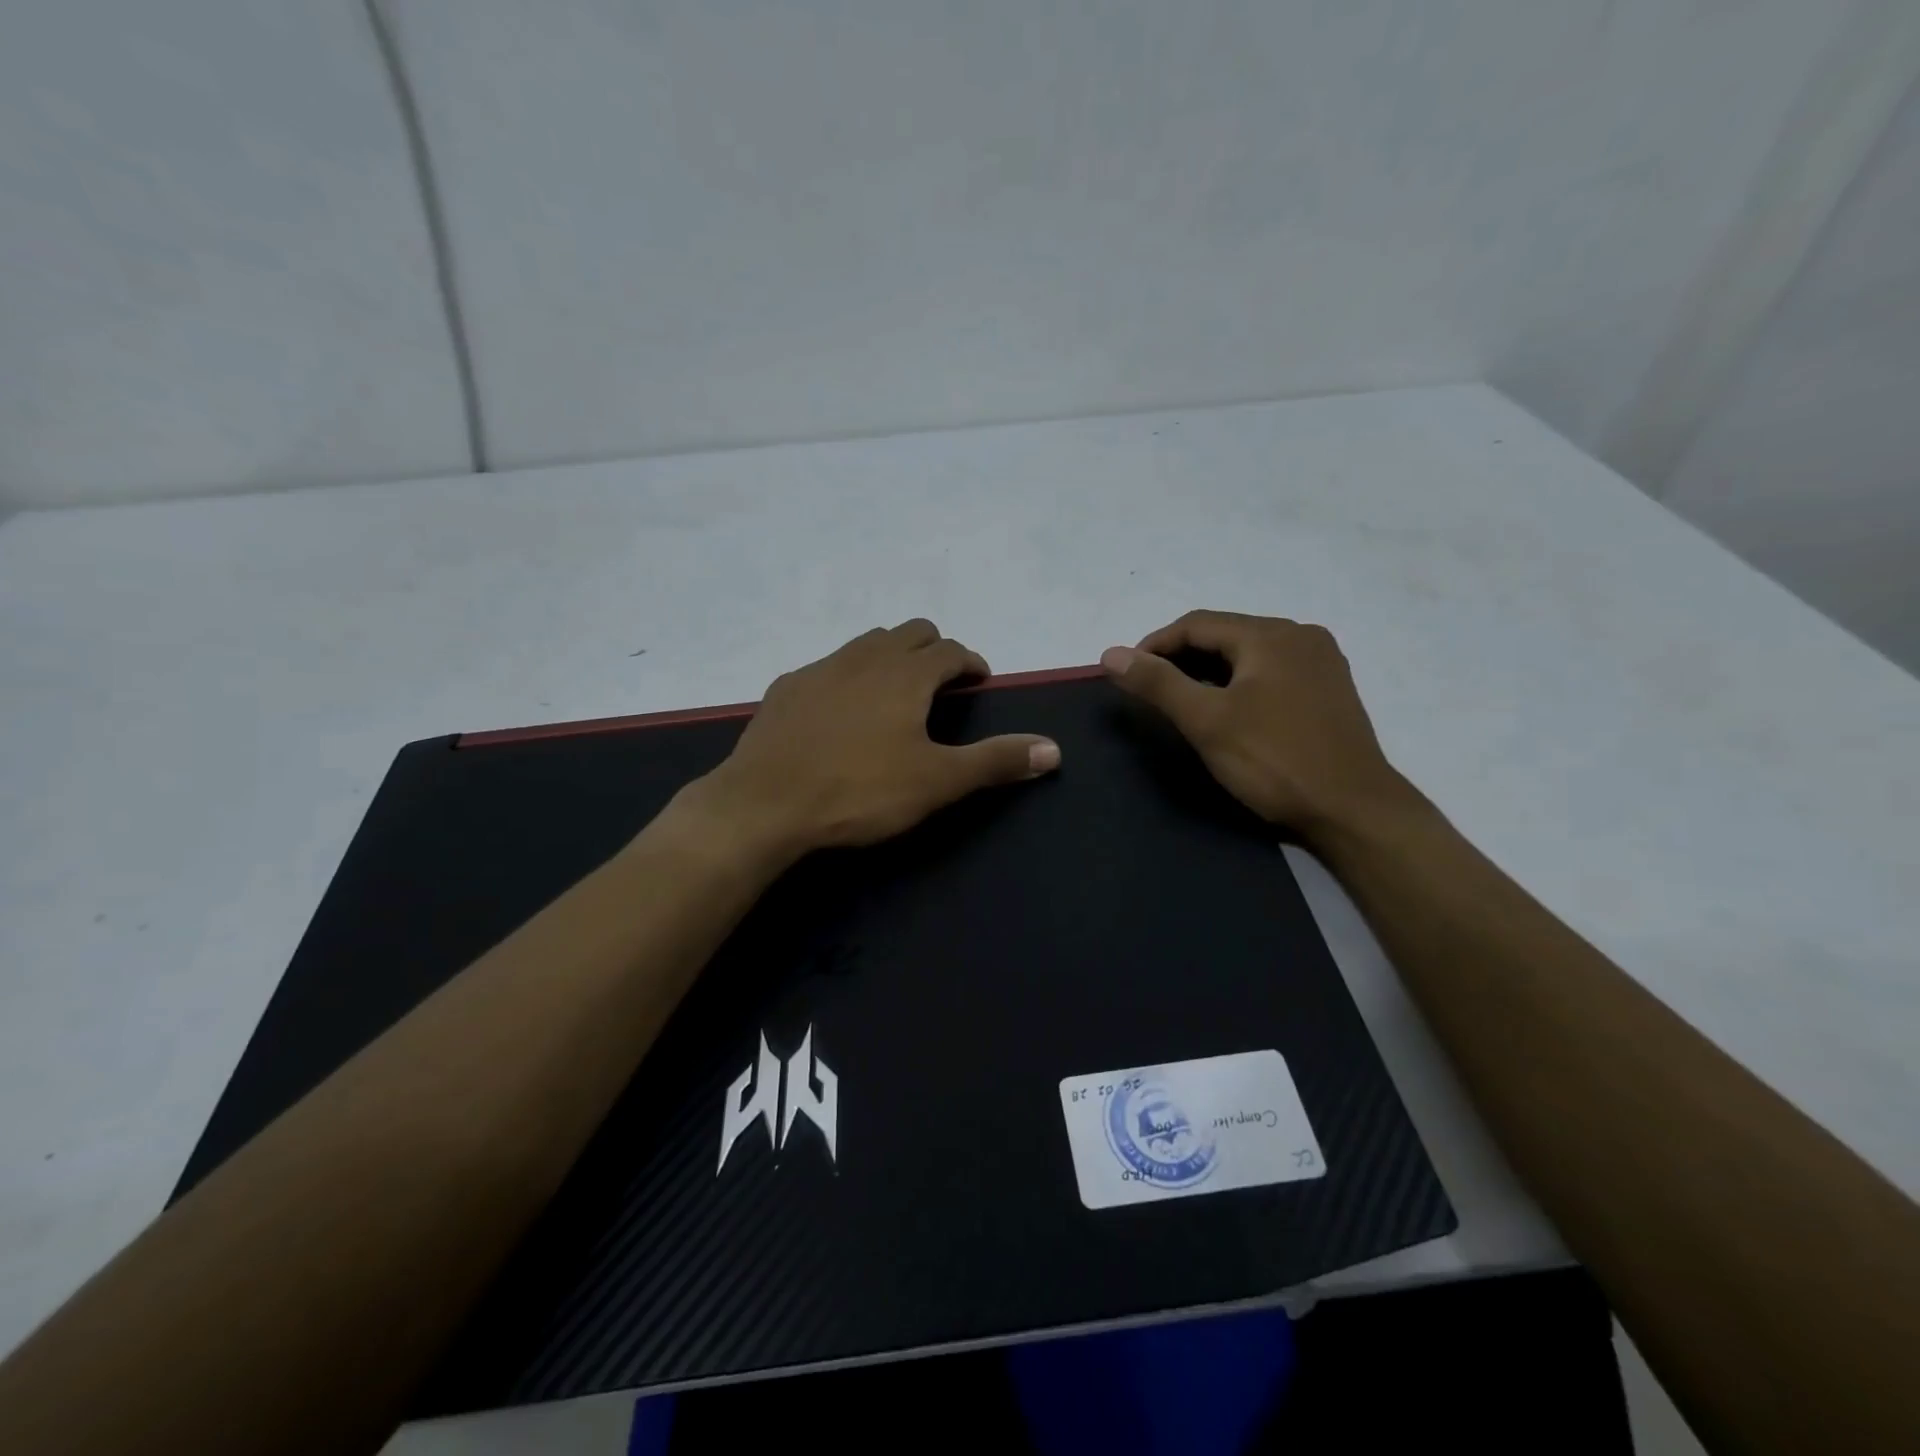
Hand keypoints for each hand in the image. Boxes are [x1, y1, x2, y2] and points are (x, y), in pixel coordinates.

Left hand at [693, 619, 1060, 858]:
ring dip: (891, 656)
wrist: (764, 804)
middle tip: (942, 682)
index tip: (978, 679)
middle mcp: (865, 657)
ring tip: (896, 691)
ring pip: (866, 642)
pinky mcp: (786, 688)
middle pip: (910, 632)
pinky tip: (841, 710)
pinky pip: (828, 666)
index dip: (970, 661)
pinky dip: (849, 675)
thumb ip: (996, 762)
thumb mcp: (937, 781)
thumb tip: (1054, 750)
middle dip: (933, 649)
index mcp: (906, 674)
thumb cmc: (860, 790)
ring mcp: (820, 669)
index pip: (950, 650)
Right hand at [1100, 610, 1416, 845]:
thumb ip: (1157, 683)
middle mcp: (1301, 636)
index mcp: (1271, 635)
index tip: (1127, 674)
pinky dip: (1240, 682)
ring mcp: (1321, 662)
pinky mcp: (1330, 690)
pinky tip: (1229, 709)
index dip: (1154, 645)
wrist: (1354, 811)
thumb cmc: (1274, 761)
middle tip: (1151, 690)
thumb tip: (1111, 653)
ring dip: (1210, 670)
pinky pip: (1272, 671)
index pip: (1196, 624)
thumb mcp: (1206, 721)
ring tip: (1183, 701)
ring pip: (1249, 653)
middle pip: (1225, 634)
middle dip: (1181, 657)